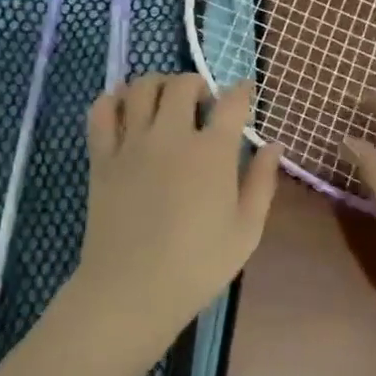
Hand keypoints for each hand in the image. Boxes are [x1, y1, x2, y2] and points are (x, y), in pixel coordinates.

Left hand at [67, 74, 281, 353]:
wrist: (132, 290)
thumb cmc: (198, 266)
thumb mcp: (246, 230)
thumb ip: (262, 182)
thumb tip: (273, 144)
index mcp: (212, 153)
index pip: (232, 102)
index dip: (243, 91)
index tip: (246, 93)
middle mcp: (171, 136)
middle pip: (183, 84)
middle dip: (198, 84)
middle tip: (204, 105)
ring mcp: (132, 143)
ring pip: (141, 87)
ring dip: (158, 84)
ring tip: (166, 102)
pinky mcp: (101, 157)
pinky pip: (101, 111)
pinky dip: (113, 99)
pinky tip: (126, 109)